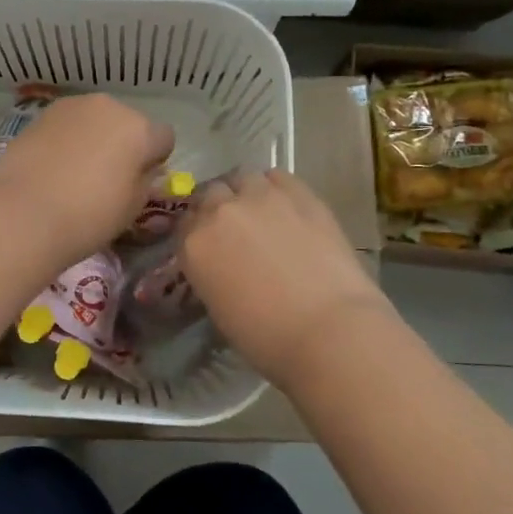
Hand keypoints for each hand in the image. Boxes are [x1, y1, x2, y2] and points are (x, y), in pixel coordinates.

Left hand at [0, 95, 175, 269]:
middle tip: (107, 178)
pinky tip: (53, 167)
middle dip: (123, 144)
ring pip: (95, 120)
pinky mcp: (41, 115)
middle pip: (127, 123)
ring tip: (76, 172)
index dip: (155, 160)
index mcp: (140, 129)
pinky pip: (67, 125)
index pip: (163, 139)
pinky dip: (67, 140)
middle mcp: (109, 107)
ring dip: (94, 138)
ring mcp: (72, 107)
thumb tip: (141, 169)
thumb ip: (144, 180)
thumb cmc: (88, 216)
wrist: (23, 213)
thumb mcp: (133, 208)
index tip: (139, 182)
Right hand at [180, 170, 394, 388]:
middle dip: (218, 207)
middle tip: (235, 229)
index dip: (197, 232)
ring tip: (261, 212)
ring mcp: (260, 197)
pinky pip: (278, 176)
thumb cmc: (267, 337)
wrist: (328, 329)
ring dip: (245, 192)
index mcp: (194, 245)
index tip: (210, 244)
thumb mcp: (219, 308)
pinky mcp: (299, 193)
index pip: (184, 223)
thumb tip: (223, 264)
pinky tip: (286, 206)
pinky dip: (276, 187)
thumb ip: (211, 273)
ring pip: (242, 178)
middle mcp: (220, 212)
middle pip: (210, 193)